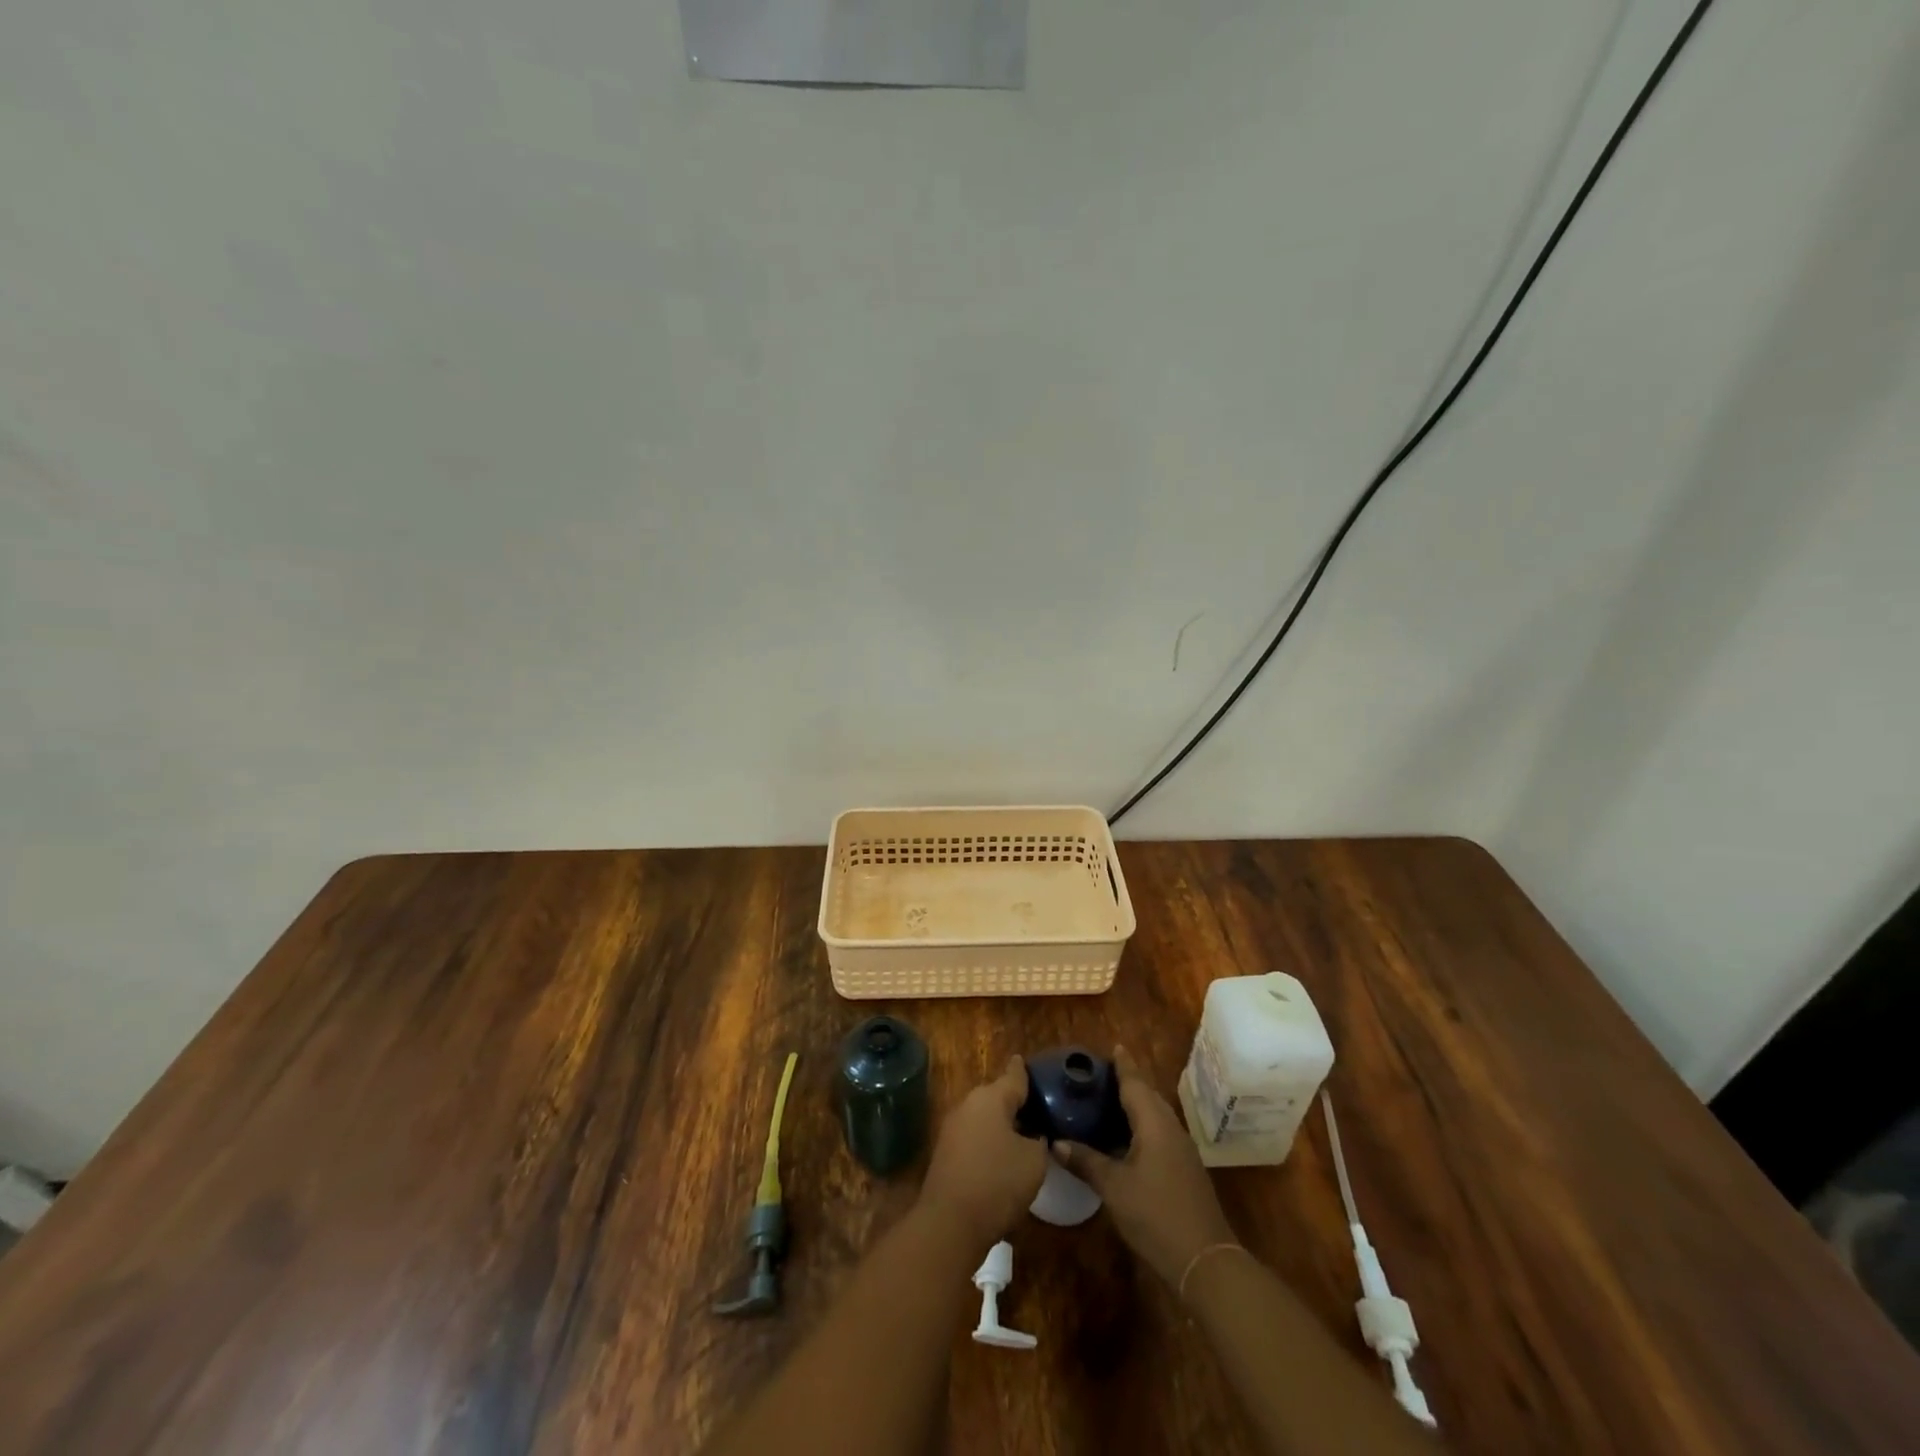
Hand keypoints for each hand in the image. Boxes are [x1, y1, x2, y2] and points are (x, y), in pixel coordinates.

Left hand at [919, 1055, 1048, 1249]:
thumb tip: (1034, 1136)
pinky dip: (989, 1142)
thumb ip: (1039, 1141)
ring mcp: (952, 1129)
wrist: (950, 1223)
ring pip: (984, 1118)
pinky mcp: (945, 1153)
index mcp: (990, 1098)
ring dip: (1001, 1124)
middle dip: (1014, 1102)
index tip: (1025, 1060)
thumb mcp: (1034, 1161)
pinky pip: (974, 1138)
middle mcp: (968, 1105)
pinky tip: (1002, 1158)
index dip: (1023, 1070)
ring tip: (1023, 1135)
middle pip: (996, 1097)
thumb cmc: (997, 1182)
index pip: (1013, 1076)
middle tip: (1036, 1109)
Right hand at [1054, 1045, 1236, 1287]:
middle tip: (1099, 1075)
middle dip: (1127, 1082)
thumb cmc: (1156, 1215)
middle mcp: (1170, 1128)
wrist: (1205, 1261)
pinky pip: (1158, 1133)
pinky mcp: (1183, 1169)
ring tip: (1106, 1101)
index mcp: (1154, 1123)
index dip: (1123, 1065)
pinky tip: (1123, 1138)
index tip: (1113, 1046)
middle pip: (1147, 1096)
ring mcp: (1181, 1150)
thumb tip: (1055, 1142)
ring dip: (1134, 1105)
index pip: (1135, 1083)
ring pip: (1154, 1116)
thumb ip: (1086, 1161)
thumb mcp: (1114, 1187)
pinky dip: (1139, 1126)